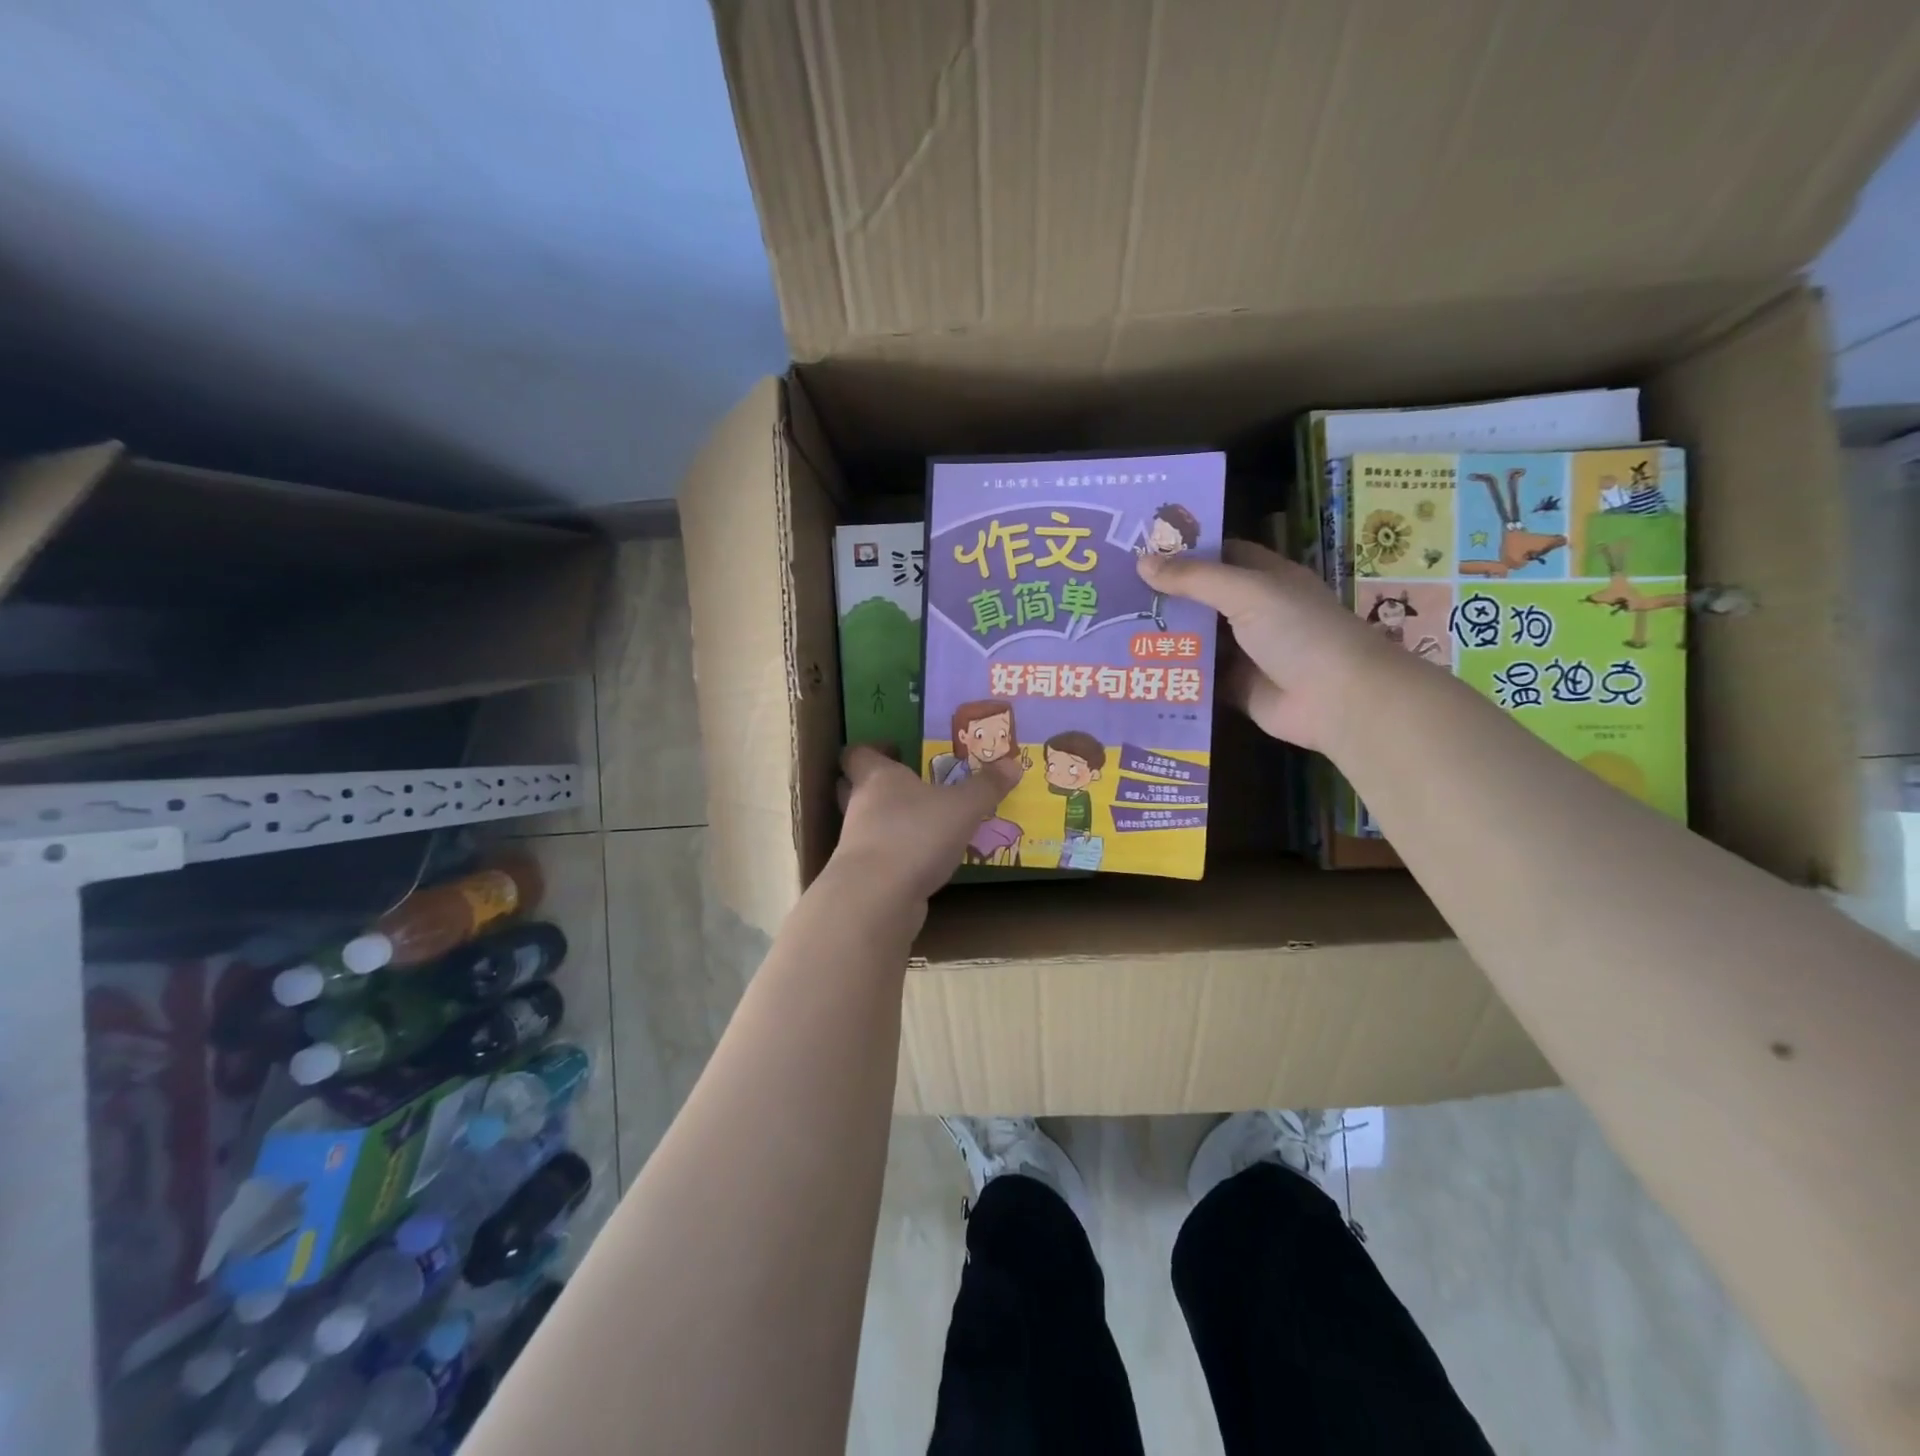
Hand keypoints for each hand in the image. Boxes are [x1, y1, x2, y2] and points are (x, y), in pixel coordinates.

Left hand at [832, 745, 1018, 900]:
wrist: (878, 898)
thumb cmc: (916, 835)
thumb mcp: (963, 807)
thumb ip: (986, 787)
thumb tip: (1013, 764)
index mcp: (877, 777)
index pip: (857, 754)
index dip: (872, 749)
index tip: (894, 749)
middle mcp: (860, 806)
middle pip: (852, 787)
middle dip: (874, 784)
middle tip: (906, 783)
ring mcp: (857, 844)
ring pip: (865, 823)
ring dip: (887, 822)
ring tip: (920, 822)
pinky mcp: (864, 877)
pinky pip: (878, 857)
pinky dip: (895, 855)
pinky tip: (921, 859)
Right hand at [1137, 540, 1395, 750]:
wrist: (1337, 699)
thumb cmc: (1299, 632)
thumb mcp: (1247, 593)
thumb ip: (1195, 579)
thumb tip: (1142, 562)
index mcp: (1265, 578)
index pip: (1220, 554)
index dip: (1184, 550)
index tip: (1138, 549)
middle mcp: (1254, 611)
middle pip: (1202, 599)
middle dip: (1164, 596)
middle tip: (1113, 592)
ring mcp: (1245, 651)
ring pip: (1197, 640)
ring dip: (1163, 637)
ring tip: (1114, 630)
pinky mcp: (1235, 687)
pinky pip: (1198, 678)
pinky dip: (1173, 675)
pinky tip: (1135, 670)